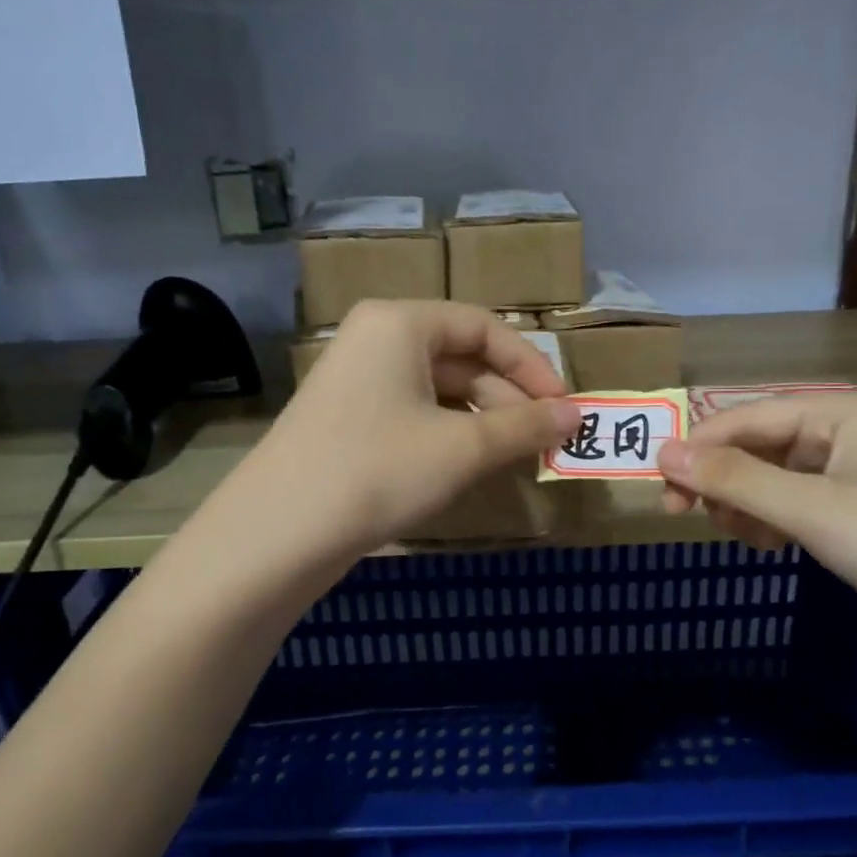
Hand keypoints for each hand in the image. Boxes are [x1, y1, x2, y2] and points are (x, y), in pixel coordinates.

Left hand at [242, 300, 579, 556]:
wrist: (278, 533)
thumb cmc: (379, 470)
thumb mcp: (463, 448)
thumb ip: (526, 426)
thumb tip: (579, 416)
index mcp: (400, 323)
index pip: (484, 328)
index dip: (532, 366)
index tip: (564, 408)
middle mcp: (376, 339)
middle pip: (462, 357)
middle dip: (509, 398)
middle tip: (545, 440)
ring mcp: (357, 380)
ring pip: (439, 388)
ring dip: (483, 419)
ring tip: (515, 456)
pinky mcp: (348, 418)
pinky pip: (414, 411)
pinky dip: (450, 432)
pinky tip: (470, 464)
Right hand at [656, 393, 856, 679]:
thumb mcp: (811, 507)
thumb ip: (734, 479)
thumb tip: (662, 451)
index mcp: (840, 413)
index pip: (749, 417)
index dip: (701, 445)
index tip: (660, 483)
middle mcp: (841, 437)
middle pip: (756, 446)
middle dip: (719, 478)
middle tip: (683, 515)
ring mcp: (847, 479)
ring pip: (768, 479)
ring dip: (740, 503)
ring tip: (734, 533)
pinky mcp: (849, 518)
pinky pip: (788, 506)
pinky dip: (766, 522)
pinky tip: (765, 545)